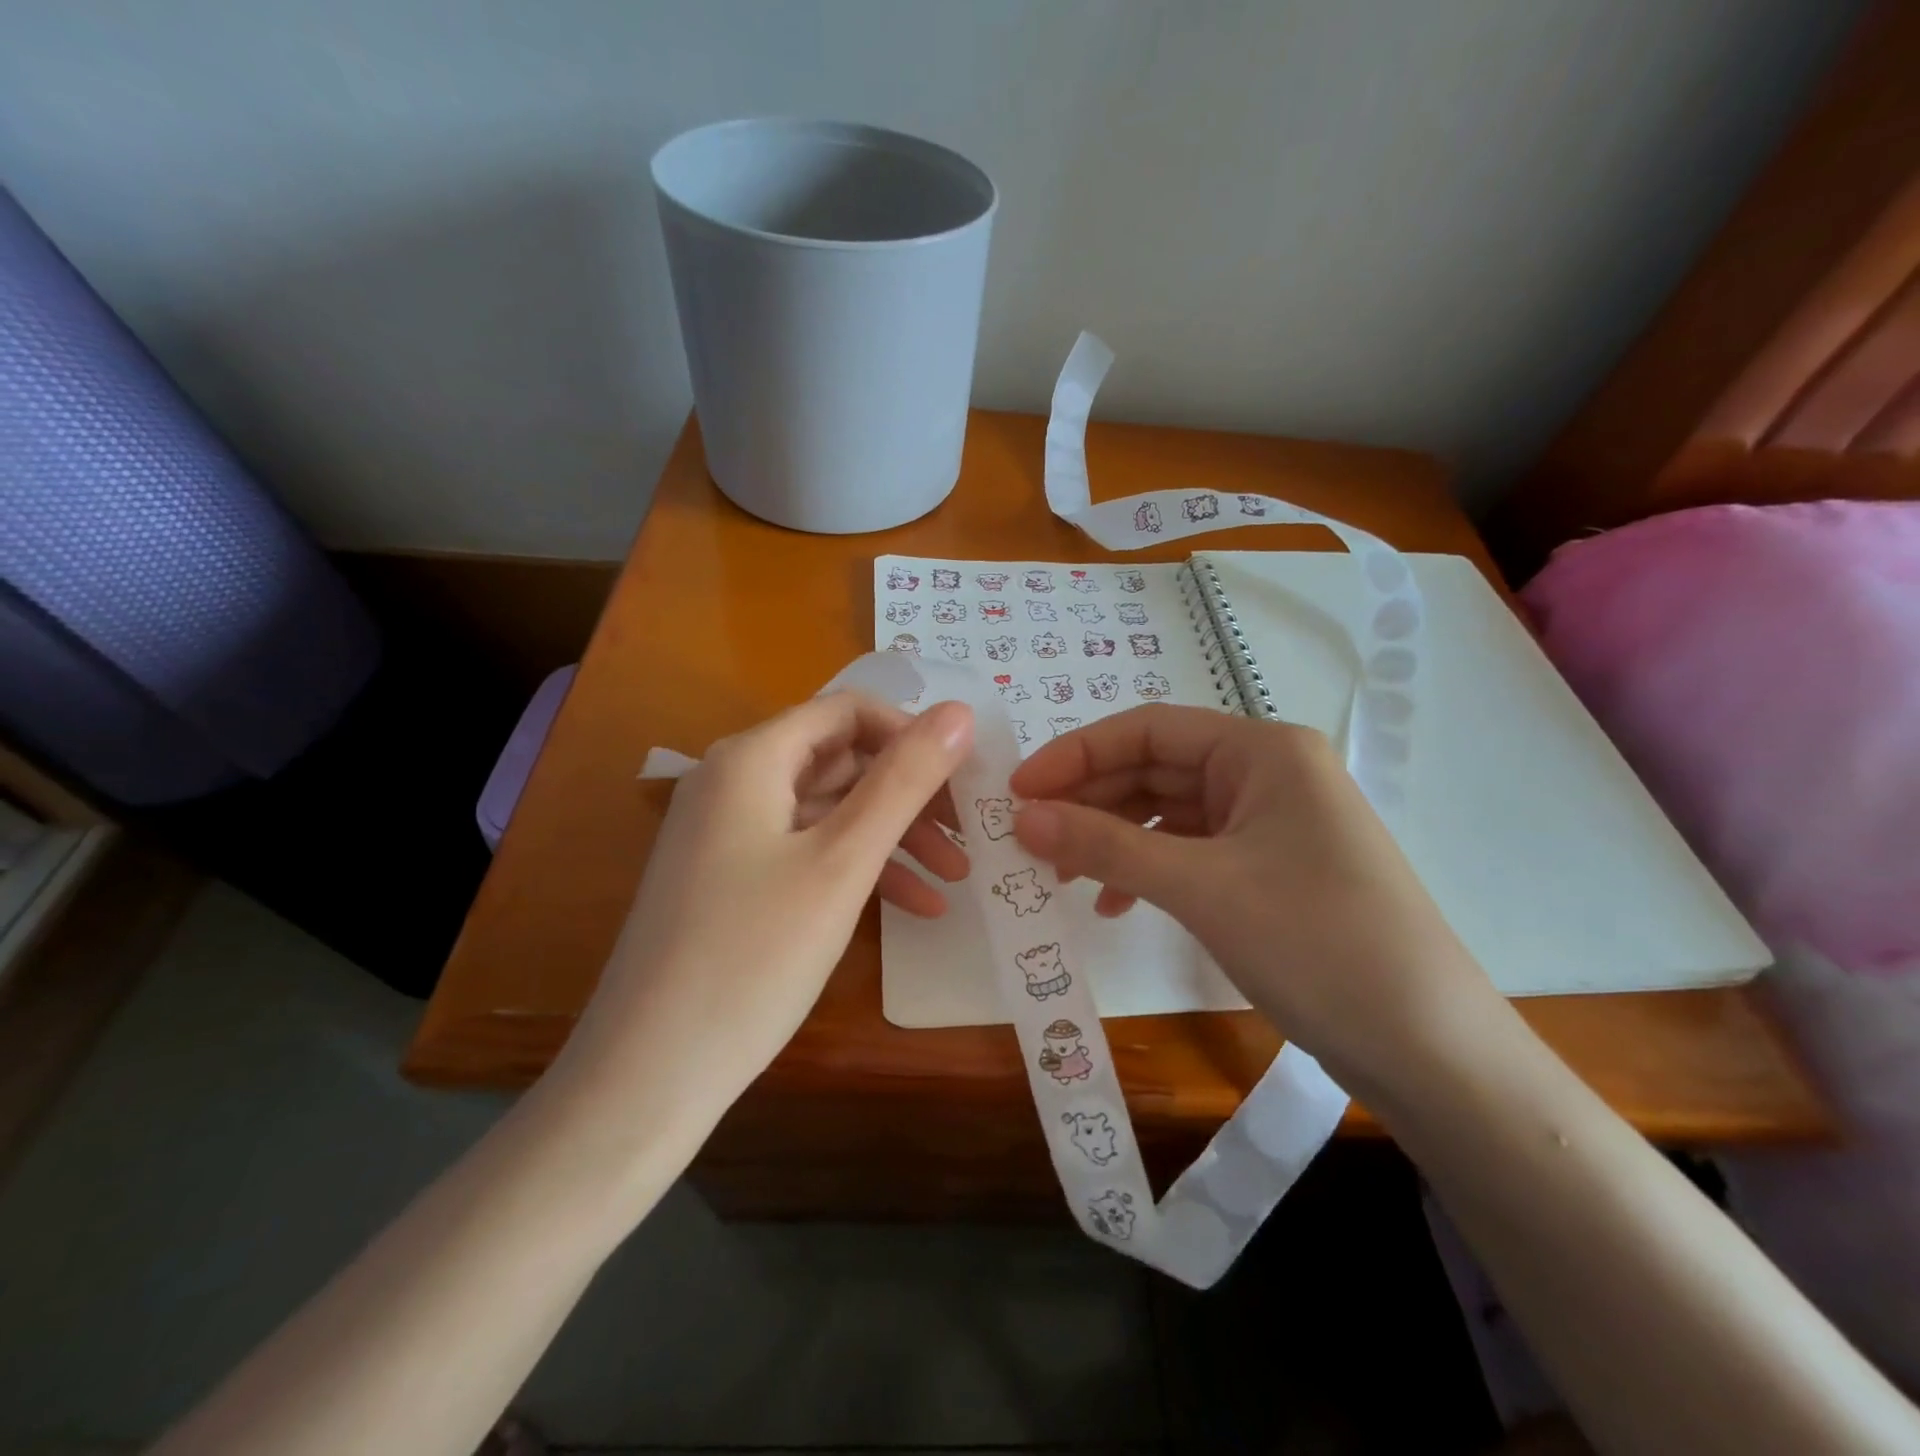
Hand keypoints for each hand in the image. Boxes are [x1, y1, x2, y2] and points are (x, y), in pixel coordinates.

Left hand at [551, 693, 973, 1124]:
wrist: (648, 1075)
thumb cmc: (753, 956)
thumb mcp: (842, 862)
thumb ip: (904, 780)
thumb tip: (959, 711)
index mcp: (752, 758)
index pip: (848, 712)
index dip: (912, 735)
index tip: (965, 778)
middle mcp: (734, 781)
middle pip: (842, 761)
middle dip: (911, 795)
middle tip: (971, 833)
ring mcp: (728, 833)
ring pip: (830, 811)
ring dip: (894, 837)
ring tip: (956, 877)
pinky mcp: (731, 879)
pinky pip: (807, 853)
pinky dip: (859, 870)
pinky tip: (914, 908)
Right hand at [1009, 705, 1499, 1087]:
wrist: (1430, 1050)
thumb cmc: (1316, 943)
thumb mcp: (1200, 888)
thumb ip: (1105, 845)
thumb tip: (1022, 818)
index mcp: (1262, 750)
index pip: (1148, 729)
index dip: (1076, 754)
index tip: (1018, 791)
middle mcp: (1267, 773)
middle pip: (1155, 769)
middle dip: (1090, 801)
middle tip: (1029, 837)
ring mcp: (1271, 822)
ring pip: (1168, 812)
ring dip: (1113, 838)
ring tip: (1063, 875)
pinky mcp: (1269, 868)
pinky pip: (1190, 851)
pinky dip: (1147, 869)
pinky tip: (1117, 904)